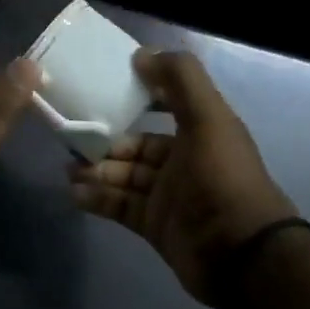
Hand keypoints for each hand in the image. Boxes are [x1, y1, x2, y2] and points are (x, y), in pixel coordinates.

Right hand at [69, 49, 297, 306]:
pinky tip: (75, 194)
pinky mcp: (154, 225)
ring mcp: (167, 197)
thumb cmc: (222, 179)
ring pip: (123, 177)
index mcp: (200, 133)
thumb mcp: (208, 119)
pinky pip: (119, 207)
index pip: (162, 109)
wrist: (240, 253)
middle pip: (135, 147)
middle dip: (104, 143)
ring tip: (69, 170)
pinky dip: (97, 200)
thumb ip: (180, 81)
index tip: (100, 93)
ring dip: (96, 172)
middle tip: (72, 140)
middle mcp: (183, 162)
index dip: (135, 100)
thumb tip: (142, 54)